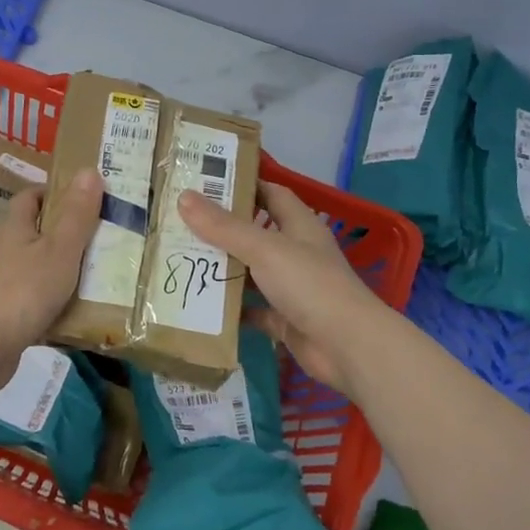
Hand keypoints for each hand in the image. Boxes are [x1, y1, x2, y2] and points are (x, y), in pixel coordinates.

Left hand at [0, 168, 102, 390]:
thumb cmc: (24, 289)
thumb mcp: (60, 248)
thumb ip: (77, 214)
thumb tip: (89, 170)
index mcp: (14, 227)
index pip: (30, 197)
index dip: (54, 193)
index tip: (84, 199)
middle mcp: (3, 250)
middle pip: (34, 232)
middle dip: (64, 233)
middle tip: (101, 238)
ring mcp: (0, 282)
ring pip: (35, 266)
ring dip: (60, 269)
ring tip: (97, 275)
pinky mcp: (2, 313)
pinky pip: (33, 299)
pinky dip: (53, 301)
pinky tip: (76, 312)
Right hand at [178, 180, 385, 394]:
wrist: (349, 347)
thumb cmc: (310, 285)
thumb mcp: (264, 249)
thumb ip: (223, 227)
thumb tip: (183, 197)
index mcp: (299, 225)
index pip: (271, 194)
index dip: (244, 185)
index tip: (207, 182)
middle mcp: (296, 252)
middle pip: (255, 233)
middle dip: (222, 229)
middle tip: (181, 222)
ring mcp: (292, 288)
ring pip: (251, 272)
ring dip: (223, 268)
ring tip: (182, 259)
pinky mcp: (285, 320)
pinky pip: (252, 309)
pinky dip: (231, 309)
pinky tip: (201, 304)